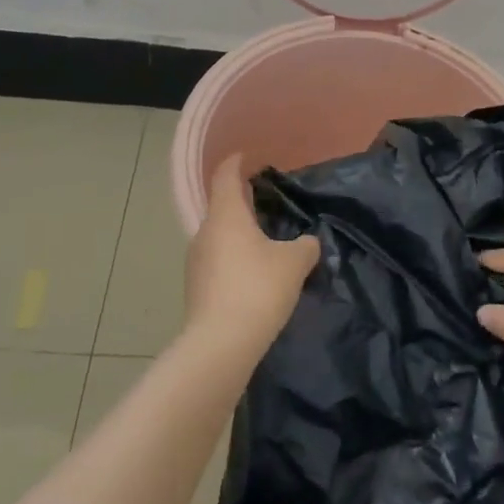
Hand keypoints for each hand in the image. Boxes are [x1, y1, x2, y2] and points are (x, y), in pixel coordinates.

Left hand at [184, 155, 320, 360]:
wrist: (220, 346)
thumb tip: (308, 242)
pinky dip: (234, 259)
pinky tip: (254, 275)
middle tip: (266, 201)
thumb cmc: (257, 289)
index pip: (225, 176)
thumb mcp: (294, 263)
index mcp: (226, 214)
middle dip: (242, 201)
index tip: (247, 157)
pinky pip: (217, 261)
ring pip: (219, 236)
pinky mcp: (196, 288)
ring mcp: (196, 261)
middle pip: (222, 206)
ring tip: (264, 241)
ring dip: (239, 233)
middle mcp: (206, 231)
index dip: (236, 163)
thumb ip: (305, 246)